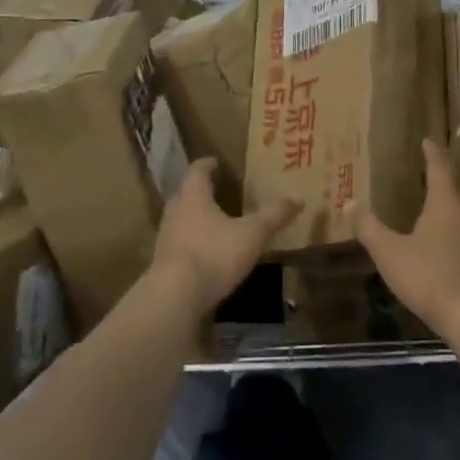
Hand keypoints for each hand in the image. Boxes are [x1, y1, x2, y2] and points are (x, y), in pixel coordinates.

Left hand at [151, 158, 298, 320]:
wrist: (174, 297)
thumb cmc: (214, 253)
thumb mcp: (252, 234)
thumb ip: (273, 216)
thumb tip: (297, 200)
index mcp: (193, 196)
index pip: (197, 170)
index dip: (207, 164)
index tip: (216, 162)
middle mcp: (175, 211)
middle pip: (185, 194)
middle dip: (200, 191)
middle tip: (217, 191)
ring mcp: (165, 239)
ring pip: (180, 220)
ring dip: (194, 219)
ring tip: (213, 223)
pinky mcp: (162, 264)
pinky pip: (178, 245)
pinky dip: (191, 244)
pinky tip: (205, 254)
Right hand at [360, 139, 459, 346]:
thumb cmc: (431, 278)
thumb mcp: (390, 254)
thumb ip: (370, 229)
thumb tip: (350, 202)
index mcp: (446, 202)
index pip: (440, 167)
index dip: (433, 152)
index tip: (428, 140)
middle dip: (452, 171)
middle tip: (438, 165)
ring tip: (447, 196)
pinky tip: (457, 234)